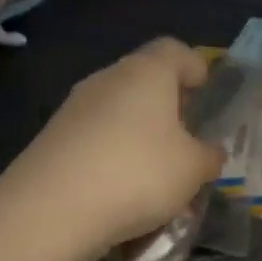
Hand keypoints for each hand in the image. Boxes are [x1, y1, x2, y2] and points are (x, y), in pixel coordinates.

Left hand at [7, 37, 225, 254]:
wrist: (51, 209)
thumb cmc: (138, 174)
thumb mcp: (193, 170)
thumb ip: (209, 157)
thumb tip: (210, 152)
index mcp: (146, 72)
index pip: (175, 50)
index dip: (195, 67)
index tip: (206, 94)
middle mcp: (107, 79)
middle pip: (144, 81)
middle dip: (167, 108)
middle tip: (186, 141)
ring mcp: (74, 108)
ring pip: (118, 113)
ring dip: (139, 136)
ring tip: (156, 176)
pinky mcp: (52, 139)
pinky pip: (95, 140)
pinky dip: (112, 157)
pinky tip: (121, 192)